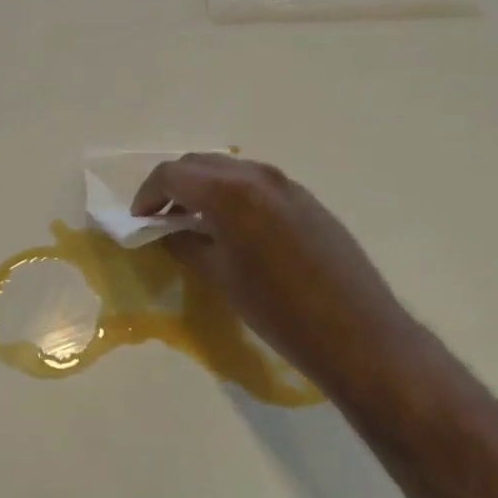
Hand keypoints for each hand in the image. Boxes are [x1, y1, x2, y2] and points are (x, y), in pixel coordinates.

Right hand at [133, 153, 417, 401]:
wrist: (358, 333)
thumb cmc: (279, 311)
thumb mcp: (222, 278)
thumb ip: (188, 245)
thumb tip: (168, 233)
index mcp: (229, 192)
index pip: (171, 175)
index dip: (147, 195)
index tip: (140, 220)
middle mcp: (257, 175)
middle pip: (199, 164)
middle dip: (174, 186)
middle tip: (161, 219)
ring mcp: (286, 183)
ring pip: (229, 170)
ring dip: (204, 188)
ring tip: (194, 222)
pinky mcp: (306, 198)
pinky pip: (256, 183)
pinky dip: (232, 194)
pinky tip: (233, 228)